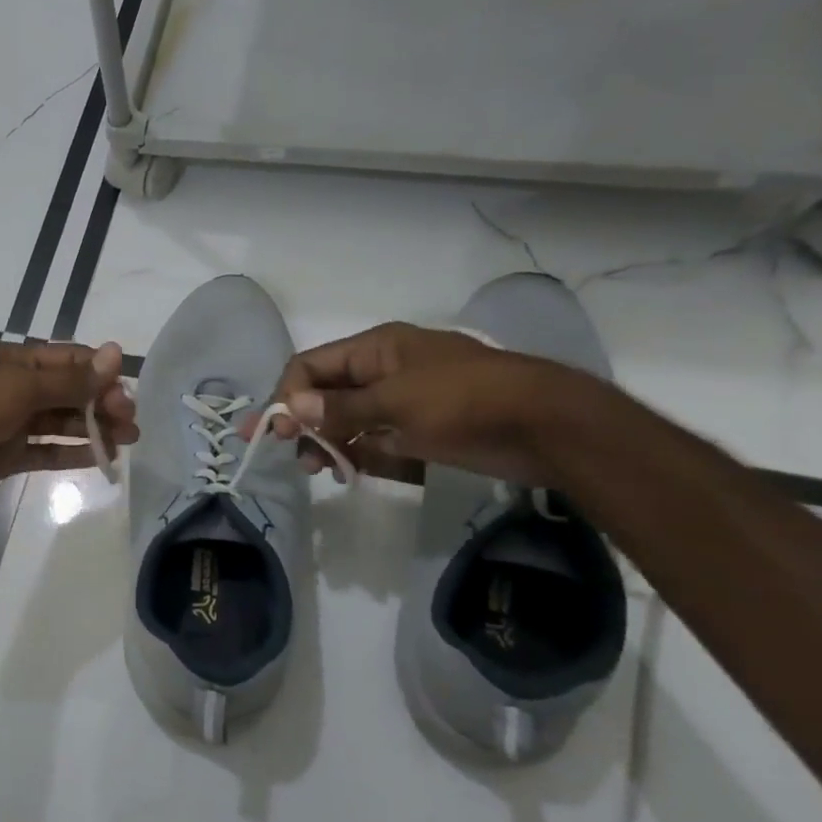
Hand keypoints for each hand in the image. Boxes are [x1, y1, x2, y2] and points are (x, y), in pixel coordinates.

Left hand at [0, 341, 136, 510]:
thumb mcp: (21, 388)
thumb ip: (70, 379)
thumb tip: (115, 353)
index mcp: (19, 362)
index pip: (71, 360)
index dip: (102, 373)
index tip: (127, 392)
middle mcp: (19, 389)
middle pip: (71, 392)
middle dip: (103, 404)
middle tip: (131, 424)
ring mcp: (14, 423)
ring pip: (64, 423)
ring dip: (96, 429)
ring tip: (128, 443)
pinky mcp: (10, 455)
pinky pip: (48, 451)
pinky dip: (73, 454)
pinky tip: (101, 458)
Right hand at [261, 323, 585, 486]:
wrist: (548, 427)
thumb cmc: (465, 401)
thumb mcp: (397, 402)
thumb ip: (342, 408)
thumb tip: (293, 408)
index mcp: (376, 349)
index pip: (312, 366)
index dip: (287, 396)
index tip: (273, 432)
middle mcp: (385, 370)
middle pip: (328, 394)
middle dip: (306, 423)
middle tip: (295, 458)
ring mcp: (406, 401)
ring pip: (352, 421)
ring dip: (332, 443)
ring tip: (323, 470)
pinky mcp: (424, 430)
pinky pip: (380, 441)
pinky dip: (365, 455)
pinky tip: (354, 473)